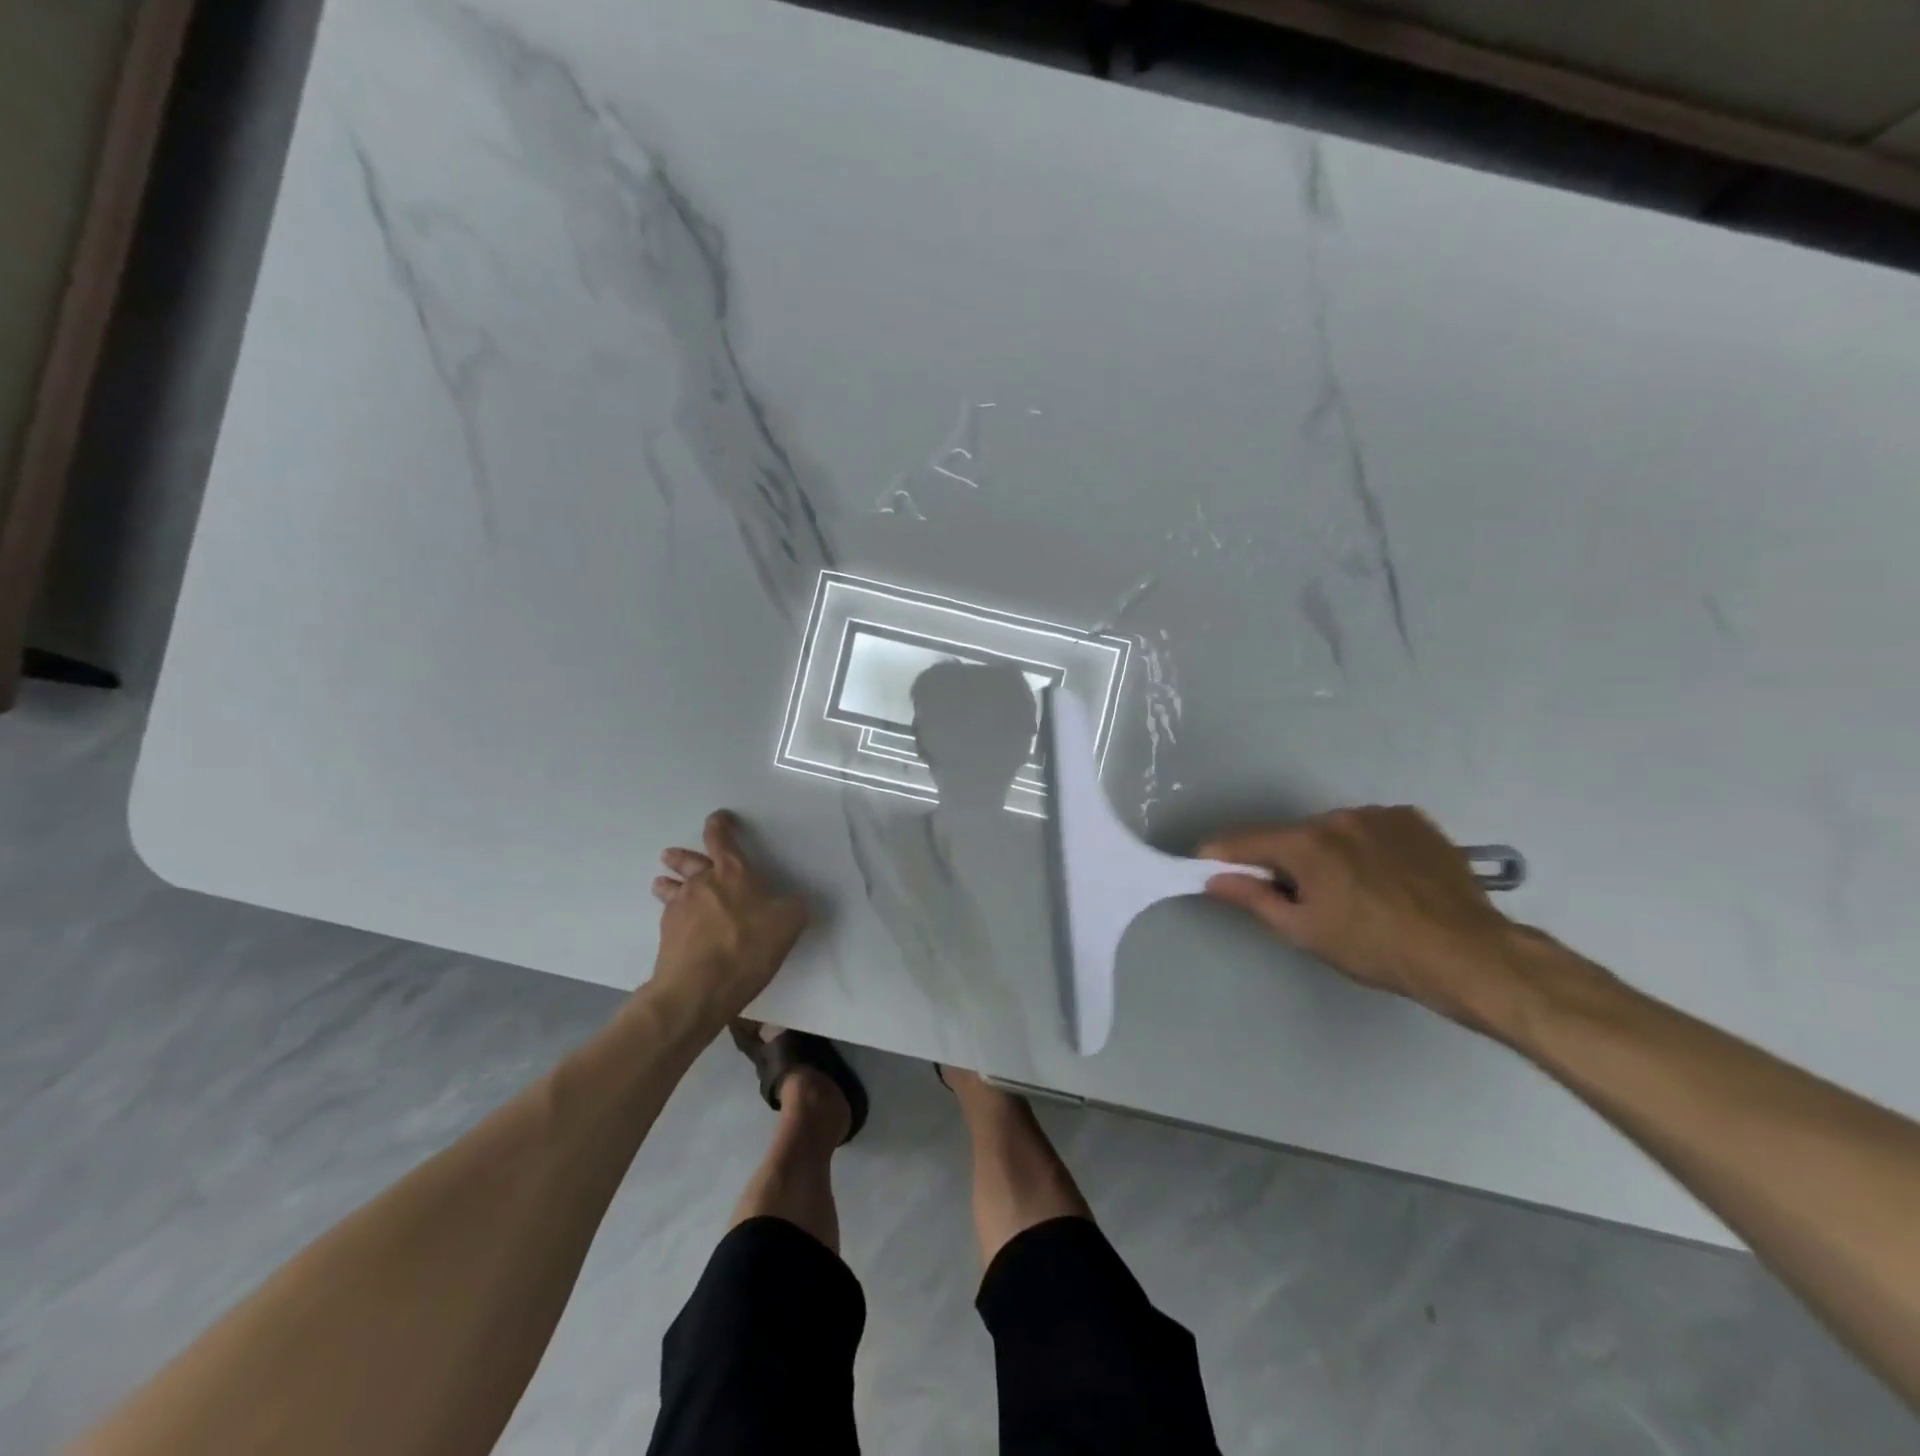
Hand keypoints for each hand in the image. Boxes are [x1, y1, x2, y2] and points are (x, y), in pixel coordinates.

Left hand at [649, 811, 808, 1022]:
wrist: (698, 987)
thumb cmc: (748, 945)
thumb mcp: (788, 922)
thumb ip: (791, 907)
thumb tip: (789, 904)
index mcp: (733, 872)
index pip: (721, 839)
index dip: (720, 825)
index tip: (720, 818)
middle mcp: (702, 883)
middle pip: (688, 861)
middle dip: (681, 856)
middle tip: (670, 855)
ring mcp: (680, 909)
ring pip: (670, 888)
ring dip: (667, 883)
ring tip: (661, 883)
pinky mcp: (667, 936)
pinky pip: (669, 916)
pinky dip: (673, 915)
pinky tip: (677, 925)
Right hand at [1200, 806, 1526, 1028]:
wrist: (1470, 955)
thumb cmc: (1376, 949)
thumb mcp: (1305, 931)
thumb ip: (1254, 898)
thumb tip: (1213, 877)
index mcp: (1307, 843)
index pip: (1245, 840)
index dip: (1221, 853)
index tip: (1206, 865)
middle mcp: (1338, 817)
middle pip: (1292, 836)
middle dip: (1284, 861)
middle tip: (1299, 900)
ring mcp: (1380, 815)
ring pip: (1333, 832)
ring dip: (1327, 854)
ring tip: (1353, 894)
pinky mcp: (1415, 821)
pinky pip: (1371, 830)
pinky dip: (1364, 848)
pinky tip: (1384, 879)